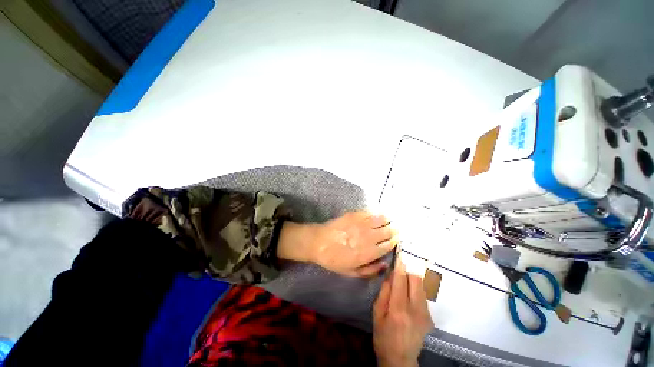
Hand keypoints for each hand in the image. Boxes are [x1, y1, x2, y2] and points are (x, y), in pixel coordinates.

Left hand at [277, 212, 397, 276]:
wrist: (318, 242)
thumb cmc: (334, 259)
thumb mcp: (351, 272)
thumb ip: (370, 270)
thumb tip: (386, 264)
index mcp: (369, 253)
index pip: (389, 245)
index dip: (395, 241)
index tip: (398, 238)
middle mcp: (368, 237)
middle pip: (389, 231)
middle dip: (395, 229)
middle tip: (397, 228)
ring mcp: (362, 224)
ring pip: (383, 219)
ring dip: (390, 219)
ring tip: (392, 219)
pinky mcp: (355, 214)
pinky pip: (371, 212)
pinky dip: (379, 212)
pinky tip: (381, 213)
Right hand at [373, 256, 433, 366]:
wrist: (400, 359)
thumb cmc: (383, 336)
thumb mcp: (377, 313)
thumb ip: (384, 291)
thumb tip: (391, 274)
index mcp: (398, 309)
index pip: (400, 280)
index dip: (400, 266)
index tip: (399, 254)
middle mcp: (415, 310)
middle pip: (416, 279)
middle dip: (407, 272)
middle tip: (398, 274)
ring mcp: (425, 314)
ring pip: (420, 286)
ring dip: (411, 281)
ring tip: (401, 288)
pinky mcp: (430, 317)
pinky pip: (422, 295)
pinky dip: (414, 291)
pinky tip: (407, 300)